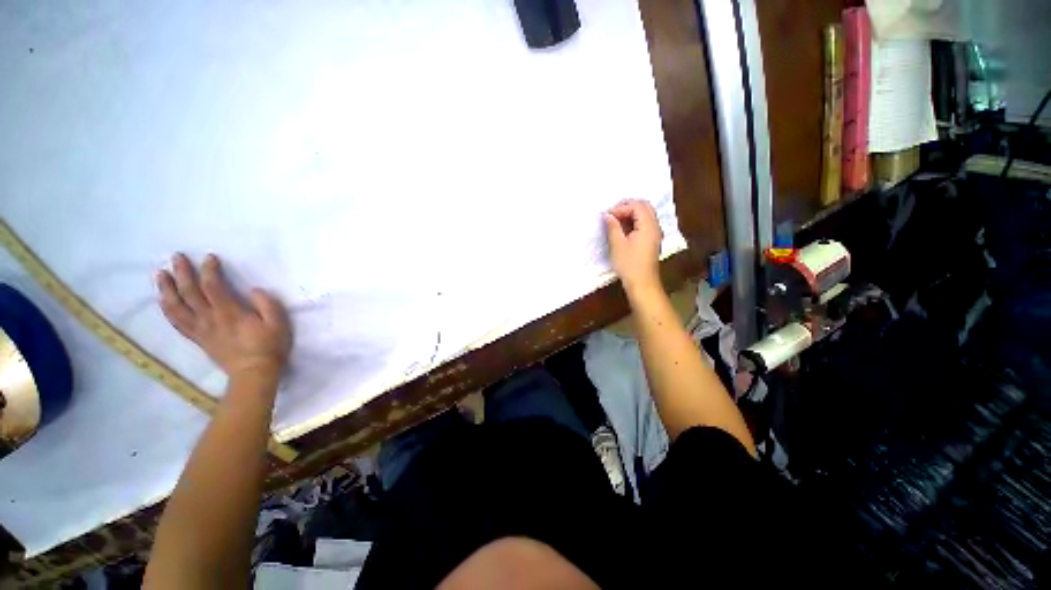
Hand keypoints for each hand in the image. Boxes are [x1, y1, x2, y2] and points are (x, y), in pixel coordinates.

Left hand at [157, 254, 291, 380]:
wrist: (254, 373)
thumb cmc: (270, 347)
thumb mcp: (278, 324)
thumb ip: (267, 304)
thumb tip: (253, 290)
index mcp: (230, 314)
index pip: (213, 287)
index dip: (209, 271)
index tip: (209, 257)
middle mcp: (210, 319)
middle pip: (190, 293)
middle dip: (182, 273)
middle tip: (176, 257)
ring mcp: (200, 329)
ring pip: (177, 307)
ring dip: (167, 289)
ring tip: (161, 274)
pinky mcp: (198, 338)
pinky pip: (177, 322)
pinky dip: (167, 309)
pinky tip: (163, 300)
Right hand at [604, 200, 662, 294]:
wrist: (642, 283)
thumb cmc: (629, 264)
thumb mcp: (617, 244)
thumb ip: (613, 227)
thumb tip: (607, 215)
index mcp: (648, 225)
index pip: (637, 206)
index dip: (621, 208)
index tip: (607, 216)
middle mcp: (655, 226)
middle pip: (644, 206)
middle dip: (627, 207)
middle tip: (612, 214)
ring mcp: (656, 233)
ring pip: (645, 214)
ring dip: (631, 214)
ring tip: (616, 222)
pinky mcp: (653, 240)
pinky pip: (646, 223)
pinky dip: (635, 222)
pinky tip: (624, 230)